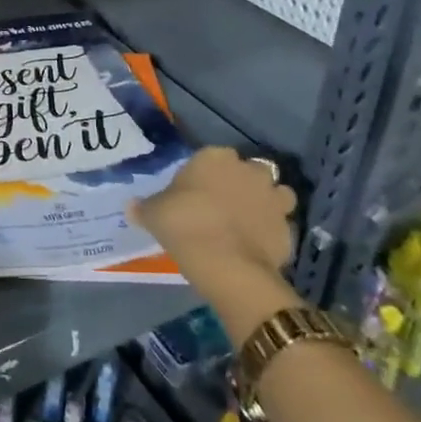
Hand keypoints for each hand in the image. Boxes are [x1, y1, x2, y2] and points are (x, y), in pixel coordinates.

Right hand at [129, 147, 296, 287]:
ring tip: (246, 222)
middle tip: (222, 205)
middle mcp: (249, 170)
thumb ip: (145, 207)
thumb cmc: (185, 226)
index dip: (204, 174)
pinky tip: (256, 245)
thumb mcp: (153, 215)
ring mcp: (274, 198)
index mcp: (215, 158)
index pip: (211, 156)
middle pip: (248, 170)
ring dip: (265, 202)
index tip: (194, 192)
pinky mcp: (289, 227)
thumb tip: (132, 206)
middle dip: (240, 183)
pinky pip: (280, 224)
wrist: (228, 265)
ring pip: (274, 193)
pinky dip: (271, 231)